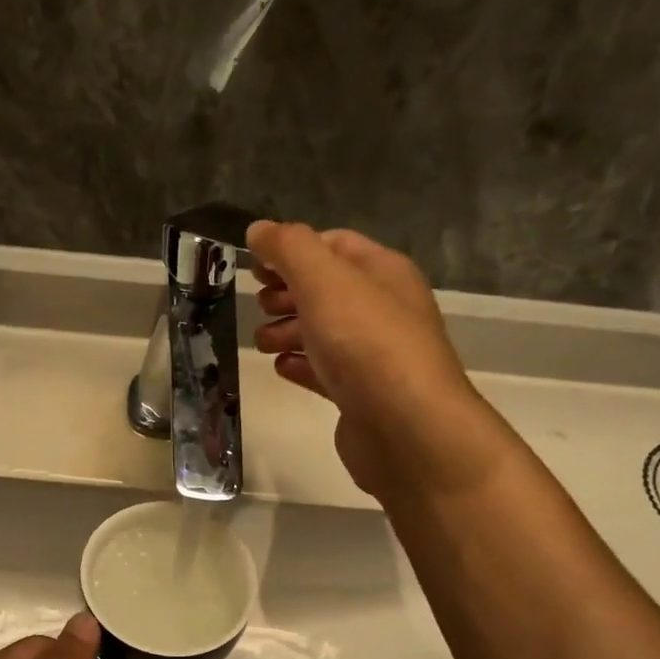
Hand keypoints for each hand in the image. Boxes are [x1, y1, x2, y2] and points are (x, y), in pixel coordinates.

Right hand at [249, 219, 505, 497]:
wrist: (406, 429)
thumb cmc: (365, 343)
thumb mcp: (323, 281)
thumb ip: (289, 249)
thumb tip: (259, 230)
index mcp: (382, 271)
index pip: (333, 244)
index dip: (291, 250)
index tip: (254, 267)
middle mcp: (382, 308)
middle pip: (326, 289)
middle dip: (287, 293)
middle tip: (258, 306)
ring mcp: (374, 354)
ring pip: (323, 332)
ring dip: (288, 331)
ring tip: (263, 343)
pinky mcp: (361, 395)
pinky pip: (325, 371)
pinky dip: (301, 366)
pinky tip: (281, 369)